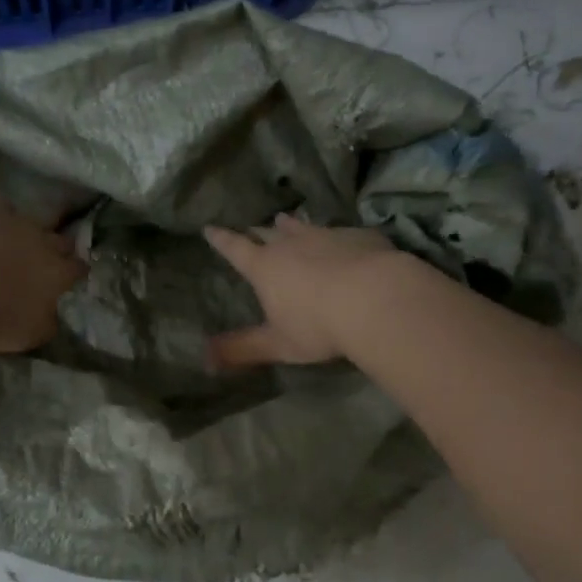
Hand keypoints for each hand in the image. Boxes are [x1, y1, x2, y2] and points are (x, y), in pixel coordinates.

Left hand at [0, 201, 85, 353]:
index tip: (71, 275)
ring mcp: (5, 219)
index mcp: (55, 271)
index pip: (76, 266)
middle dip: (54, 246)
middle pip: (56, 237)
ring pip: (18, 215)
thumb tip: (51, 315)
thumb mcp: (31, 334)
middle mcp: (37, 238)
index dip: (74, 270)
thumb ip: (46, 320)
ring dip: (14, 226)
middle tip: (40, 257)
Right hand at [203, 215, 403, 370]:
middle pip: (270, 233)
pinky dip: (336, 236)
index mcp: (265, 267)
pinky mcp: (360, 237)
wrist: (376, 299)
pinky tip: (344, 240)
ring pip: (304, 227)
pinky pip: (343, 232)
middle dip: (258, 231)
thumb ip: (242, 350)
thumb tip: (204, 361)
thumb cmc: (318, 325)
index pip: (235, 249)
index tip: (210, 228)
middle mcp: (292, 244)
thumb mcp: (277, 344)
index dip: (221, 239)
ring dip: (293, 225)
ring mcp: (327, 236)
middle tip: (253, 227)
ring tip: (286, 220)